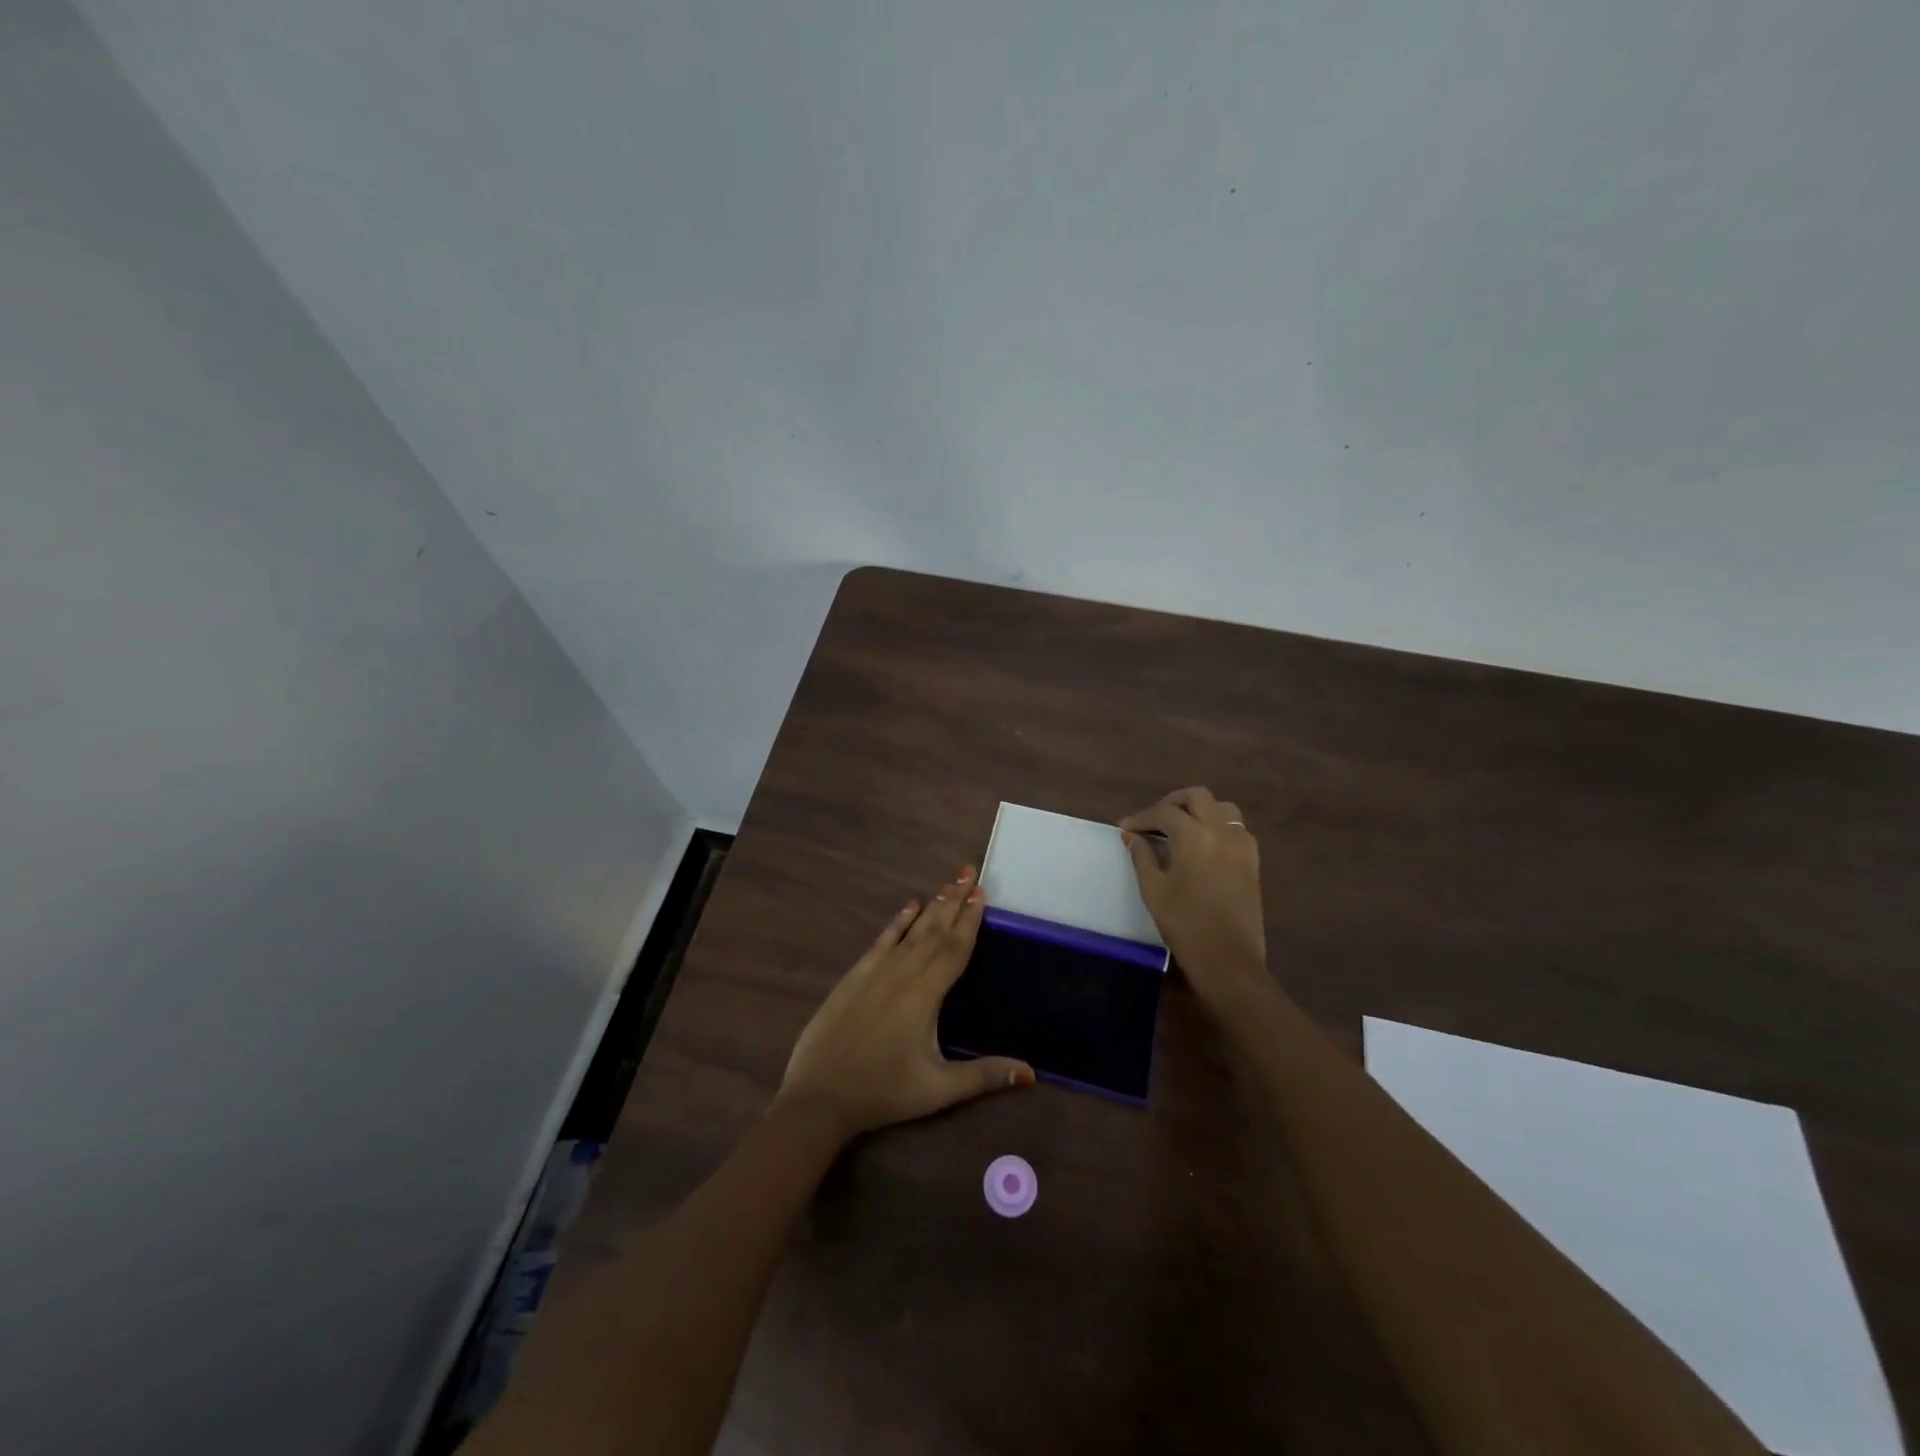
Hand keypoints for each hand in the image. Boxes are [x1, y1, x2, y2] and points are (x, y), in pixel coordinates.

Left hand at [776, 866, 1035, 1137]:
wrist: (819, 1095)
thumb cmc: (883, 1092)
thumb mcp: (938, 1090)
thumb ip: (984, 1076)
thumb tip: (1031, 1071)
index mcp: (925, 994)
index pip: (954, 948)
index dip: (970, 919)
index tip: (982, 892)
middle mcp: (902, 973)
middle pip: (935, 930)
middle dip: (954, 900)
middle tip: (970, 873)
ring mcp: (875, 972)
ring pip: (911, 931)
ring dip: (932, 906)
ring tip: (948, 885)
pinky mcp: (855, 977)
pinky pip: (882, 941)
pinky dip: (897, 922)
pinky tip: (908, 907)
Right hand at [1120, 787, 1270, 1007]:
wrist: (1228, 959)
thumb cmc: (1185, 924)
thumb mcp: (1154, 889)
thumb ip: (1142, 856)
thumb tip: (1131, 836)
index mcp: (1194, 835)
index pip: (1164, 812)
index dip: (1141, 818)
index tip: (1125, 829)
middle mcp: (1222, 830)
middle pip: (1197, 797)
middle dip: (1172, 803)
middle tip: (1152, 821)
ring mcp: (1242, 844)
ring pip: (1221, 807)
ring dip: (1198, 810)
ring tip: (1179, 828)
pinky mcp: (1252, 860)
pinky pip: (1235, 827)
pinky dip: (1216, 825)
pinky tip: (1201, 844)